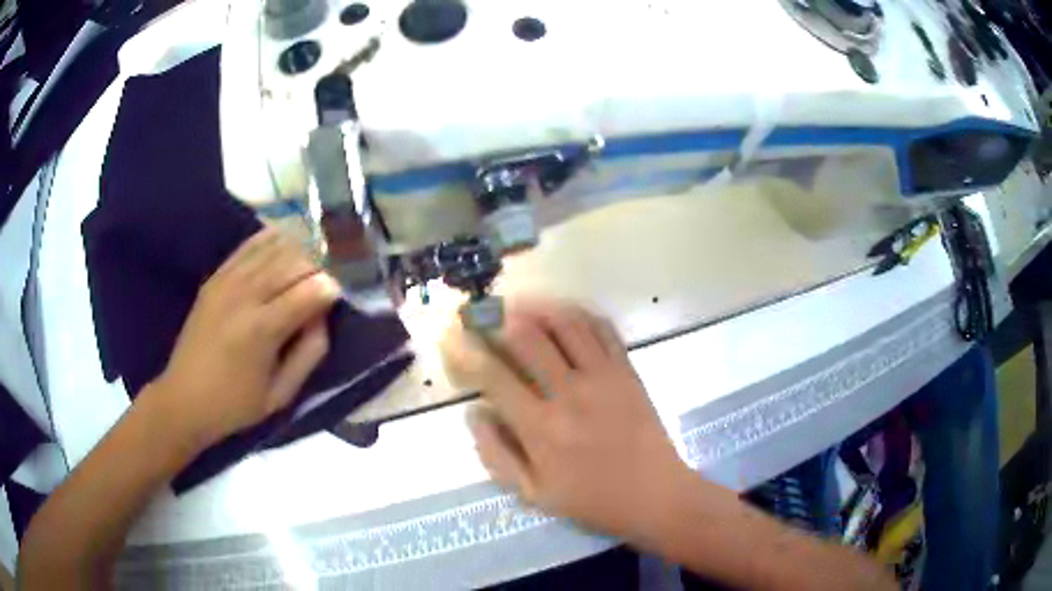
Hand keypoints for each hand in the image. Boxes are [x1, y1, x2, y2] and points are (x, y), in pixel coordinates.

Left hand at [147, 227, 341, 448]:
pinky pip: (250, 245)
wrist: (183, 398)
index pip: (310, 290)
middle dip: (320, 266)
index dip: (333, 288)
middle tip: (329, 280)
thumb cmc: (235, 404)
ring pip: (275, 247)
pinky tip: (287, 242)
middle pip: (295, 261)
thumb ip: (310, 353)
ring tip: (313, 262)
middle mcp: (244, 295)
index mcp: (261, 329)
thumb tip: (323, 315)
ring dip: (300, 250)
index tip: (342, 295)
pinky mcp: (216, 276)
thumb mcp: (281, 394)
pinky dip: (273, 239)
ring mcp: (227, 280)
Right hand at [441, 299, 690, 540]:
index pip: (494, 376)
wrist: (654, 495)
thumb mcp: (533, 493)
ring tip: (518, 304)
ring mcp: (603, 377)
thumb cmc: (591, 500)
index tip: (452, 338)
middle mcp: (570, 393)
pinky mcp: (627, 371)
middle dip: (497, 319)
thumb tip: (475, 412)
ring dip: (537, 307)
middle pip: (528, 338)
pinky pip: (602, 329)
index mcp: (541, 428)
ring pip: (566, 323)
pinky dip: (579, 314)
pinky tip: (563, 313)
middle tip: (482, 313)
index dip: (466, 352)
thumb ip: (496, 453)